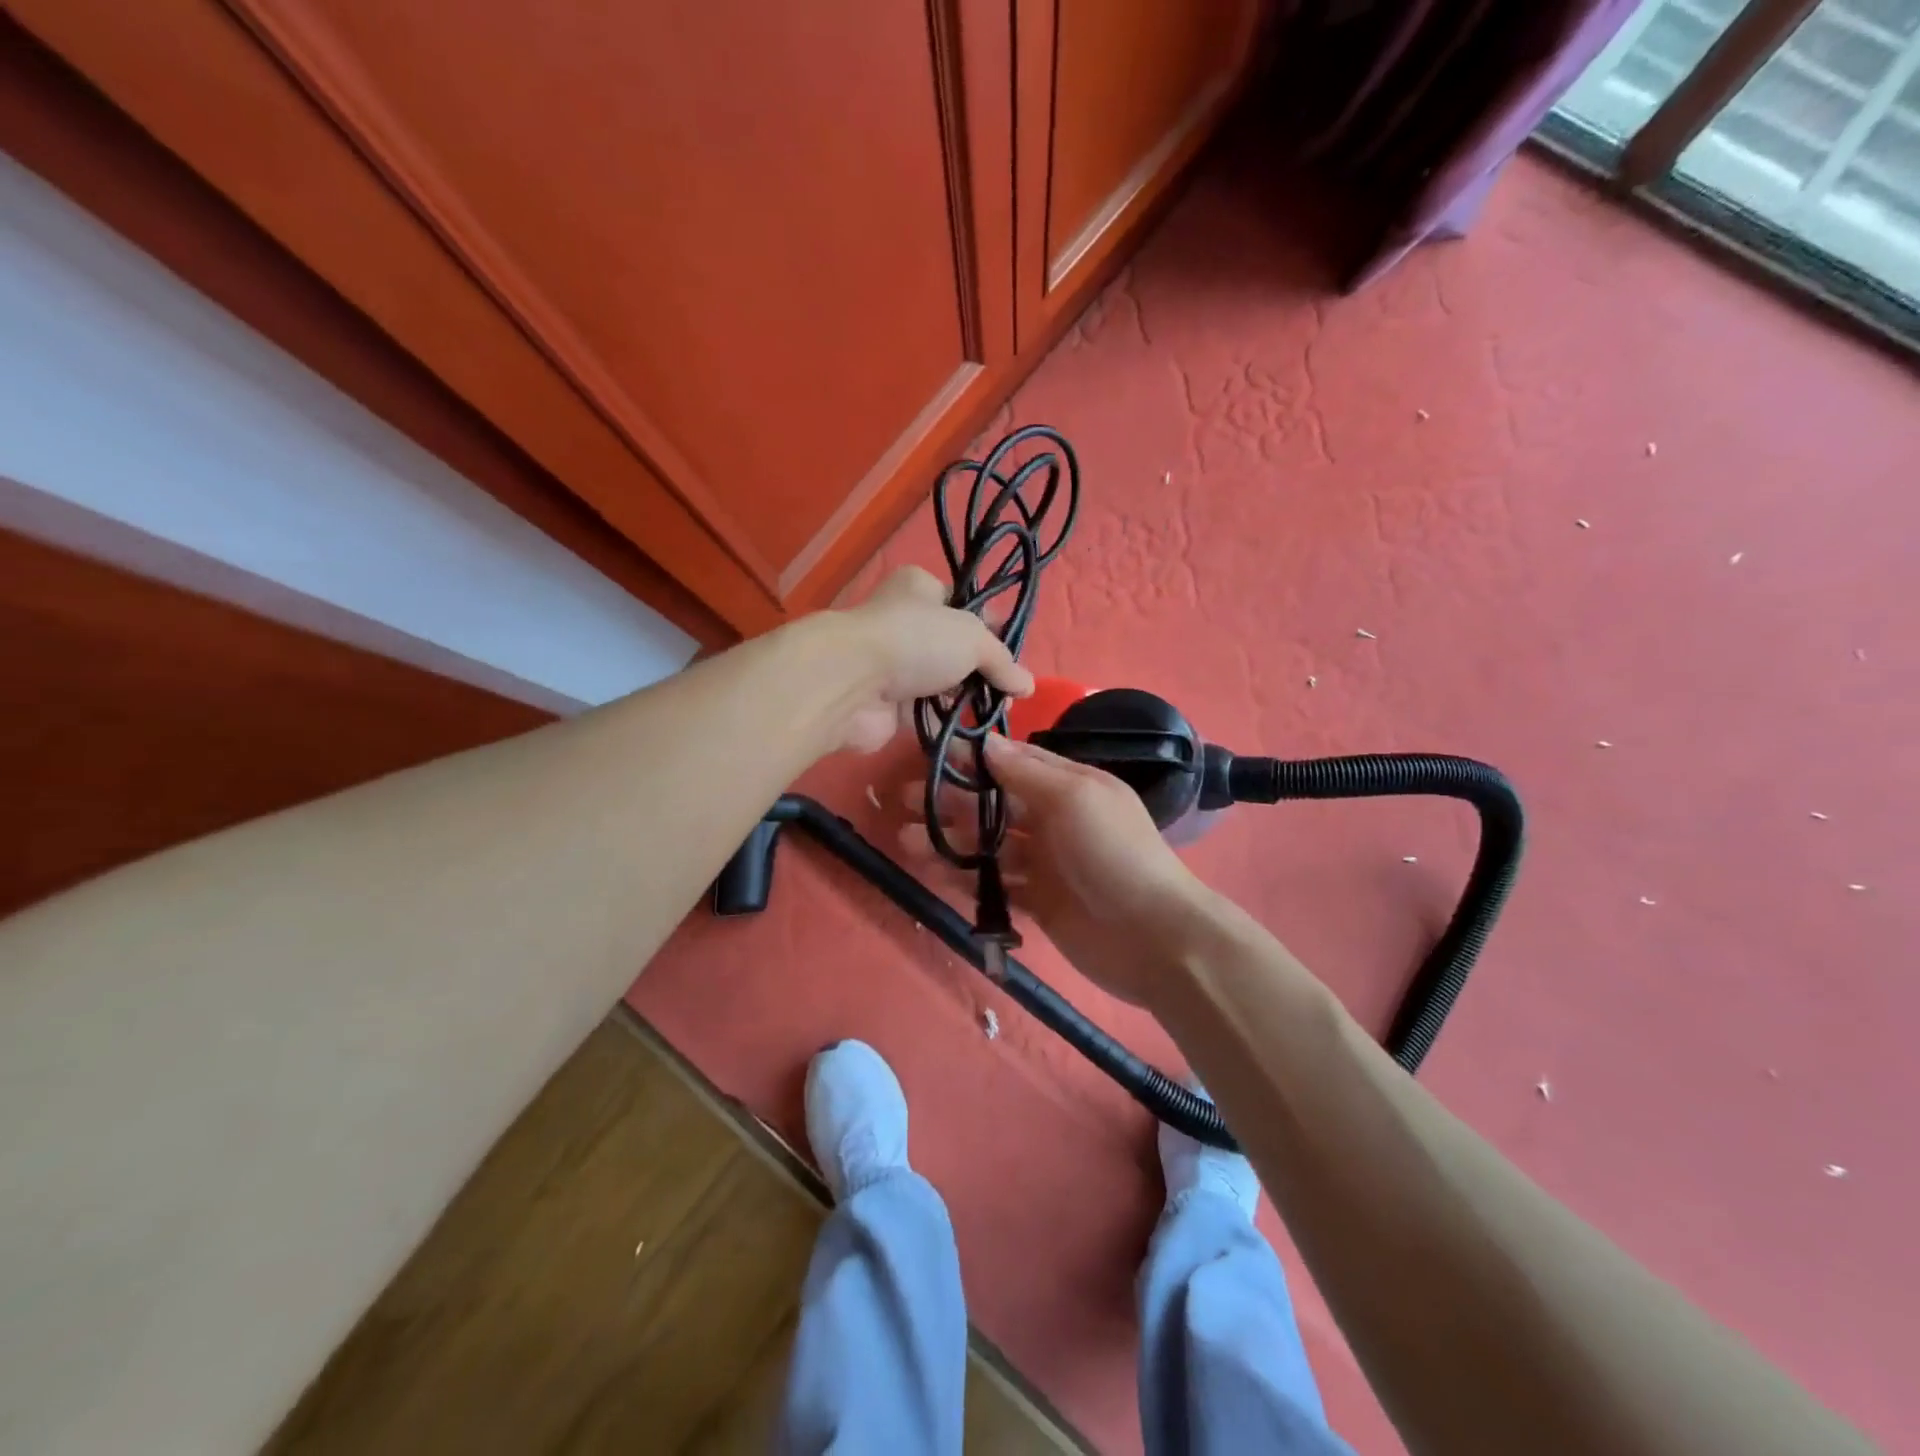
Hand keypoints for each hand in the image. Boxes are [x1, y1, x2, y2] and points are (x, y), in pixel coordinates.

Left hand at [822, 566, 1033, 753]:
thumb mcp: (972, 639)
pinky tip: (975, 738)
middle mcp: (904, 623)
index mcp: (920, 589)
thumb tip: (1027, 686)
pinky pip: (927, 716)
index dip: (991, 626)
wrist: (852, 683)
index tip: (1014, 652)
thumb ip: (1002, 661)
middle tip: (1009, 693)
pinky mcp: (887, 705)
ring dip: (966, 701)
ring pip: (940, 684)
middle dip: (981, 671)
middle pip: (953, 648)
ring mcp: (894, 666)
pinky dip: (948, 727)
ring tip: (997, 716)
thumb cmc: (915, 640)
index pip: (963, 603)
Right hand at [908, 733, 1219, 1007]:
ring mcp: (1046, 863)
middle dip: (952, 800)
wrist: (1154, 937)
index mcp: (1069, 786)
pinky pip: (995, 883)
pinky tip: (934, 874)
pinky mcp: (1039, 902)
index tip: (931, 755)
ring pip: (989, 845)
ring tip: (906, 840)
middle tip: (906, 800)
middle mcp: (1055, 819)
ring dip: (950, 840)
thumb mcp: (1075, 798)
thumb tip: (986, 744)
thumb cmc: (1114, 854)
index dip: (974, 759)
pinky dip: (966, 878)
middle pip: (995, 803)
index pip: (1014, 762)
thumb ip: (1027, 773)